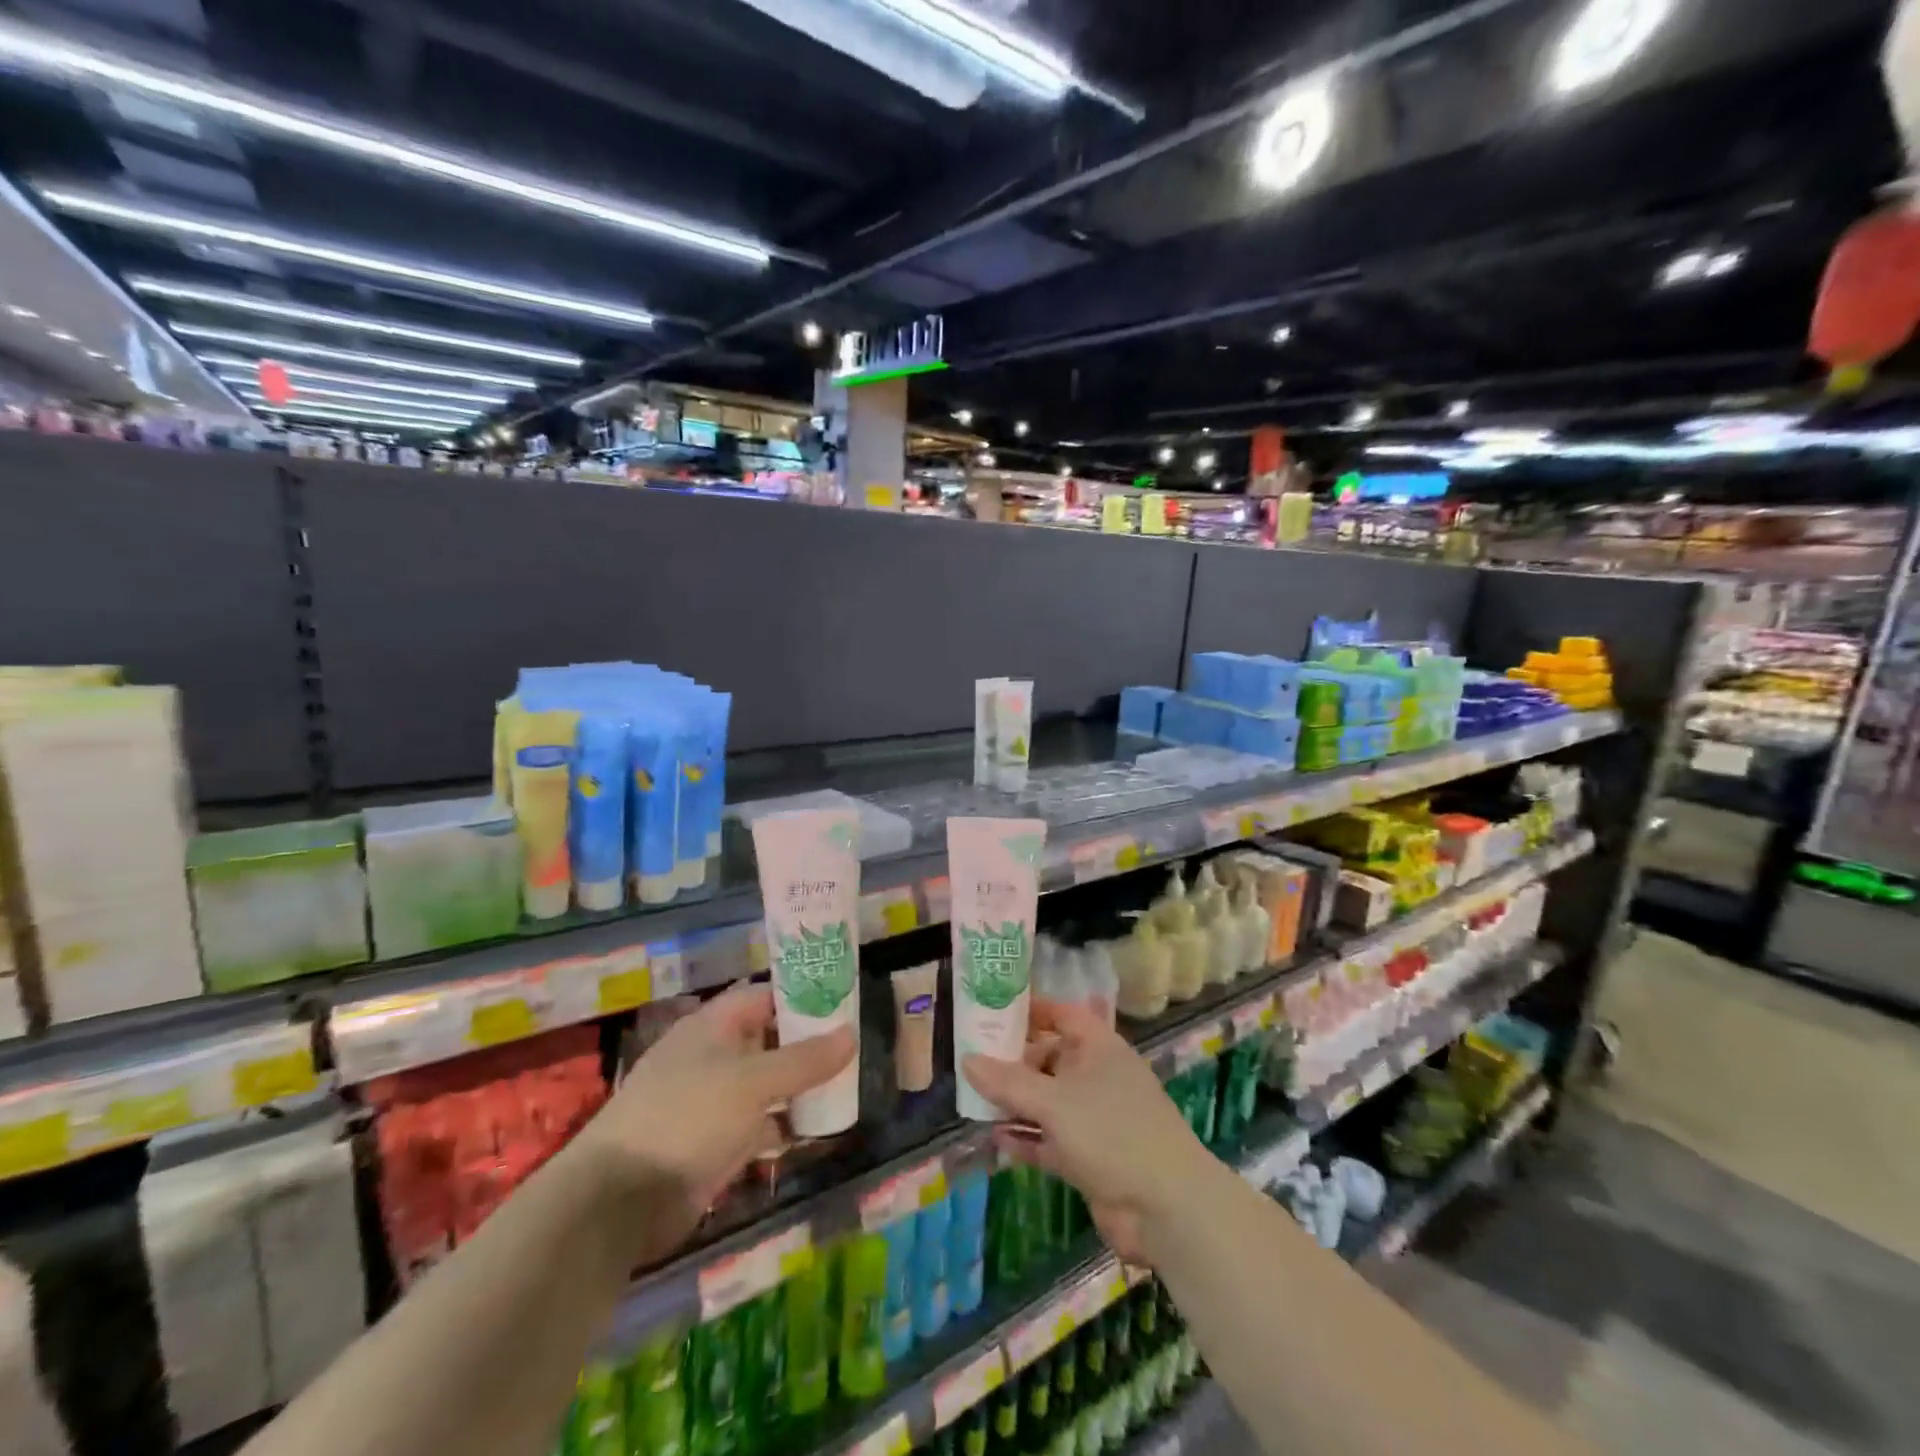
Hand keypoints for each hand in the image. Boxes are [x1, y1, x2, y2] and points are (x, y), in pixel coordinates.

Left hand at [574, 984, 854, 1265]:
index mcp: (712, 1026)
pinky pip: (760, 1124)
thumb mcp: (752, 1082)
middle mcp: (713, 1057)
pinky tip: (818, 1130)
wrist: (620, 1200)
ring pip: (766, 1083)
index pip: (763, 996)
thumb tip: (851, 1034)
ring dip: (799, 1086)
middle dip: (806, 1043)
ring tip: (846, 1085)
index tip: (841, 1001)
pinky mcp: (715, 1143)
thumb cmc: (687, 1117)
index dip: (800, 994)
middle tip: (853, 1045)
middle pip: (768, 1039)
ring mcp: (713, 1101)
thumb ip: (803, 1059)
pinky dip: (786, 1124)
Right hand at [964, 1000, 1214, 1263]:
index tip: (994, 1011)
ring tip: (975, 1099)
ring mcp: (1094, 1117)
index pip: (1062, 1015)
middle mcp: (1096, 1075)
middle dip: (1015, 1061)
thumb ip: (1008, 1082)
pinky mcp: (1089, 1156)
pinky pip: (1050, 1137)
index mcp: (1098, 1047)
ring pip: (1047, 1100)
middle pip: (1050, 1058)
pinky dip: (1026, 1137)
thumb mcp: (1054, 1102)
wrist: (1165, 1208)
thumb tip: (967, 1060)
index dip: (1032, 1010)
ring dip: (1016, 1102)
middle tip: (974, 1060)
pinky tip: (996, 1138)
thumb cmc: (1111, 1133)